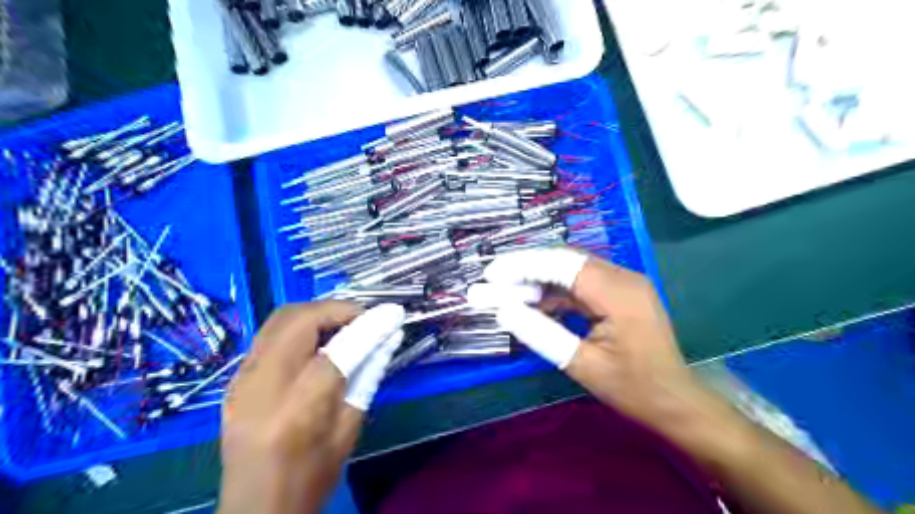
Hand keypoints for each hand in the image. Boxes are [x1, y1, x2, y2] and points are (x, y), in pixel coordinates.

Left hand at [216, 302, 403, 513]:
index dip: (371, 324)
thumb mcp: (349, 429)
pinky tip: (318, 341)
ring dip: (317, 313)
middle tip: (364, 318)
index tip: (393, 312)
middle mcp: (263, 385)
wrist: (255, 508)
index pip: (340, 348)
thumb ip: (367, 376)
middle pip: (300, 320)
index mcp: (299, 409)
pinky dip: (299, 326)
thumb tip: (387, 337)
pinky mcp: (235, 380)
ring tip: (344, 325)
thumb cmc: (311, 476)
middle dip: (338, 309)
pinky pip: (270, 334)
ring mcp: (242, 380)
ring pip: (280, 318)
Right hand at [486, 249, 734, 440]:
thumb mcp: (582, 364)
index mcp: (617, 292)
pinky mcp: (618, 293)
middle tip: (494, 281)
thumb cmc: (634, 388)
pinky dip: (554, 291)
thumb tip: (504, 311)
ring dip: (538, 279)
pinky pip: (580, 284)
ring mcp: (622, 283)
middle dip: (526, 268)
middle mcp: (622, 277)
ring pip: (570, 269)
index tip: (491, 273)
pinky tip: (533, 303)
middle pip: (564, 260)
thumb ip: (541, 334)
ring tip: (506, 293)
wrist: (676, 401)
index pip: (561, 264)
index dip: (523, 265)